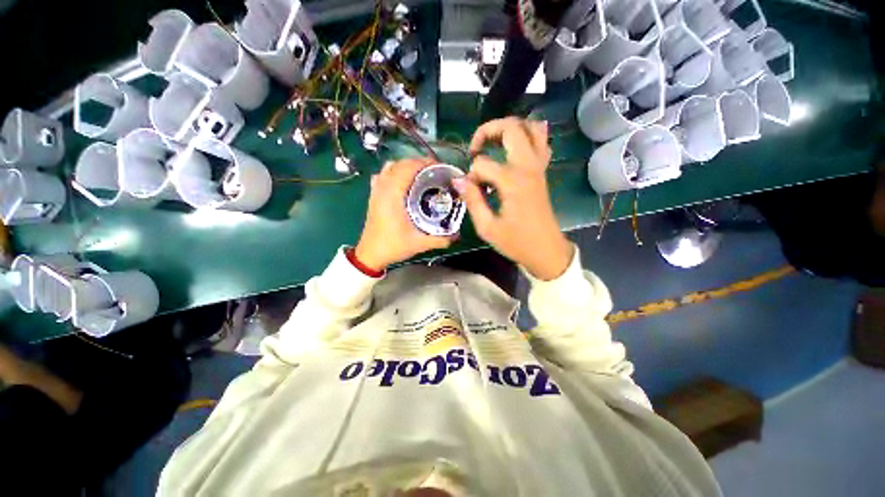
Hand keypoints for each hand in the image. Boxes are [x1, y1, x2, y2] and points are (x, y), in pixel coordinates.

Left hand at [355, 157, 455, 270]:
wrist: (370, 254)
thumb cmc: (393, 246)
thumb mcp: (419, 243)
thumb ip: (440, 240)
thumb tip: (458, 236)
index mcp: (393, 195)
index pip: (408, 167)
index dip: (425, 163)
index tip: (440, 166)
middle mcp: (383, 188)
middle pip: (400, 164)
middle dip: (418, 163)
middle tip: (435, 171)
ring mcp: (376, 191)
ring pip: (390, 167)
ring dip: (406, 166)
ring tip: (421, 174)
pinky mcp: (373, 196)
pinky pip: (382, 175)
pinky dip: (394, 172)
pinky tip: (403, 181)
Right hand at [453, 118, 572, 280]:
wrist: (546, 251)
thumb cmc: (516, 242)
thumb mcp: (487, 228)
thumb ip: (472, 201)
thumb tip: (458, 180)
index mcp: (512, 182)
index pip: (482, 164)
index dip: (471, 176)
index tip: (471, 191)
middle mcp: (527, 167)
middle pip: (510, 127)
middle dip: (487, 131)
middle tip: (475, 149)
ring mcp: (538, 167)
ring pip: (531, 127)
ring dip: (509, 129)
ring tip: (493, 143)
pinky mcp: (542, 171)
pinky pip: (541, 142)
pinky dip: (528, 136)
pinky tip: (515, 147)